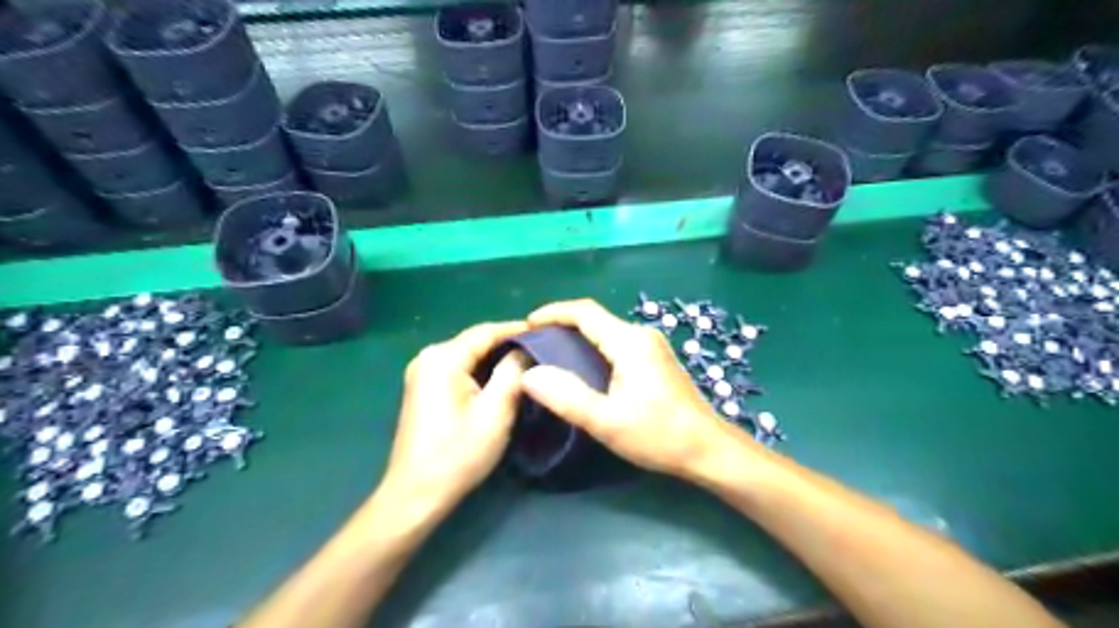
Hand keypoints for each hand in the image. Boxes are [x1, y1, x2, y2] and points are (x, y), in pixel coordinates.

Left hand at [382, 321, 530, 511]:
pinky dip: (481, 369)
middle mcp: (428, 356)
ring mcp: (422, 371)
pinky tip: (502, 377)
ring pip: (468, 354)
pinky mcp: (423, 387)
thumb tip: (526, 350)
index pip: (486, 331)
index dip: (518, 329)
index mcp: (443, 358)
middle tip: (543, 348)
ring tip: (529, 361)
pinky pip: (459, 367)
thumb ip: (512, 373)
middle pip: (475, 341)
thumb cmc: (458, 454)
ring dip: (496, 357)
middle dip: (508, 343)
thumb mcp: (495, 412)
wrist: (416, 493)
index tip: (548, 331)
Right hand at [518, 302, 744, 477]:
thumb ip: (566, 397)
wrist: (708, 449)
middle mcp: (641, 335)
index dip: (553, 312)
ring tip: (551, 358)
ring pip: (605, 332)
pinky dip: (593, 350)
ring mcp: (651, 346)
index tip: (527, 324)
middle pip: (594, 319)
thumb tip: (528, 374)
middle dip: (562, 327)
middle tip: (534, 346)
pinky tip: (583, 371)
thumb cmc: (658, 435)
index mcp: (629, 341)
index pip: (584, 312)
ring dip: (577, 339)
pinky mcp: (655, 360)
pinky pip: (616, 344)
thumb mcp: (606, 421)